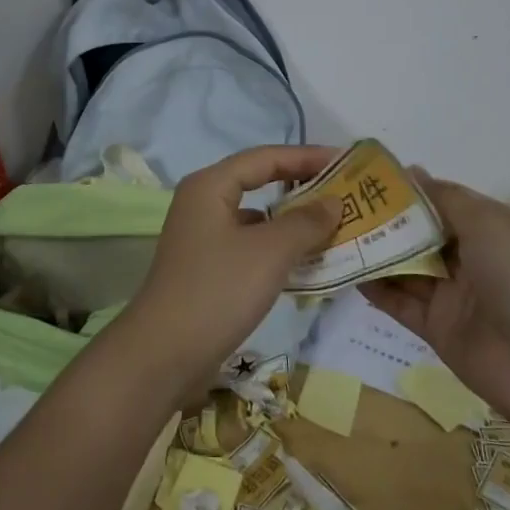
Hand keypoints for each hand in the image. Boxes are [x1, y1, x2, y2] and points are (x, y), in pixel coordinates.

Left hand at [115, 146, 340, 388]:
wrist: (165, 354)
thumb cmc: (218, 290)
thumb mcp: (270, 252)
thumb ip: (306, 222)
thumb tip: (333, 201)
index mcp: (210, 186)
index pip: (265, 157)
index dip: (306, 156)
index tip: (345, 161)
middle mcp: (203, 203)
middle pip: (259, 182)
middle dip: (301, 186)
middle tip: (344, 192)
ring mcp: (202, 237)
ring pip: (256, 218)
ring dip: (292, 221)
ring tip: (334, 227)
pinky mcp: (207, 267)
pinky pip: (250, 245)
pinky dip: (278, 248)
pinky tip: (305, 263)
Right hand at [362, 174, 509, 421]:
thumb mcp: (489, 224)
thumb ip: (446, 198)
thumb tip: (413, 172)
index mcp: (491, 229)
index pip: (442, 201)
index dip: (408, 189)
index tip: (365, 177)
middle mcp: (471, 257)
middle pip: (419, 233)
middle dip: (383, 218)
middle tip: (338, 204)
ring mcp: (452, 294)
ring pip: (406, 266)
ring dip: (374, 252)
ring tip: (332, 233)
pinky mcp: (436, 328)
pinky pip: (400, 303)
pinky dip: (375, 289)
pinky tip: (346, 272)